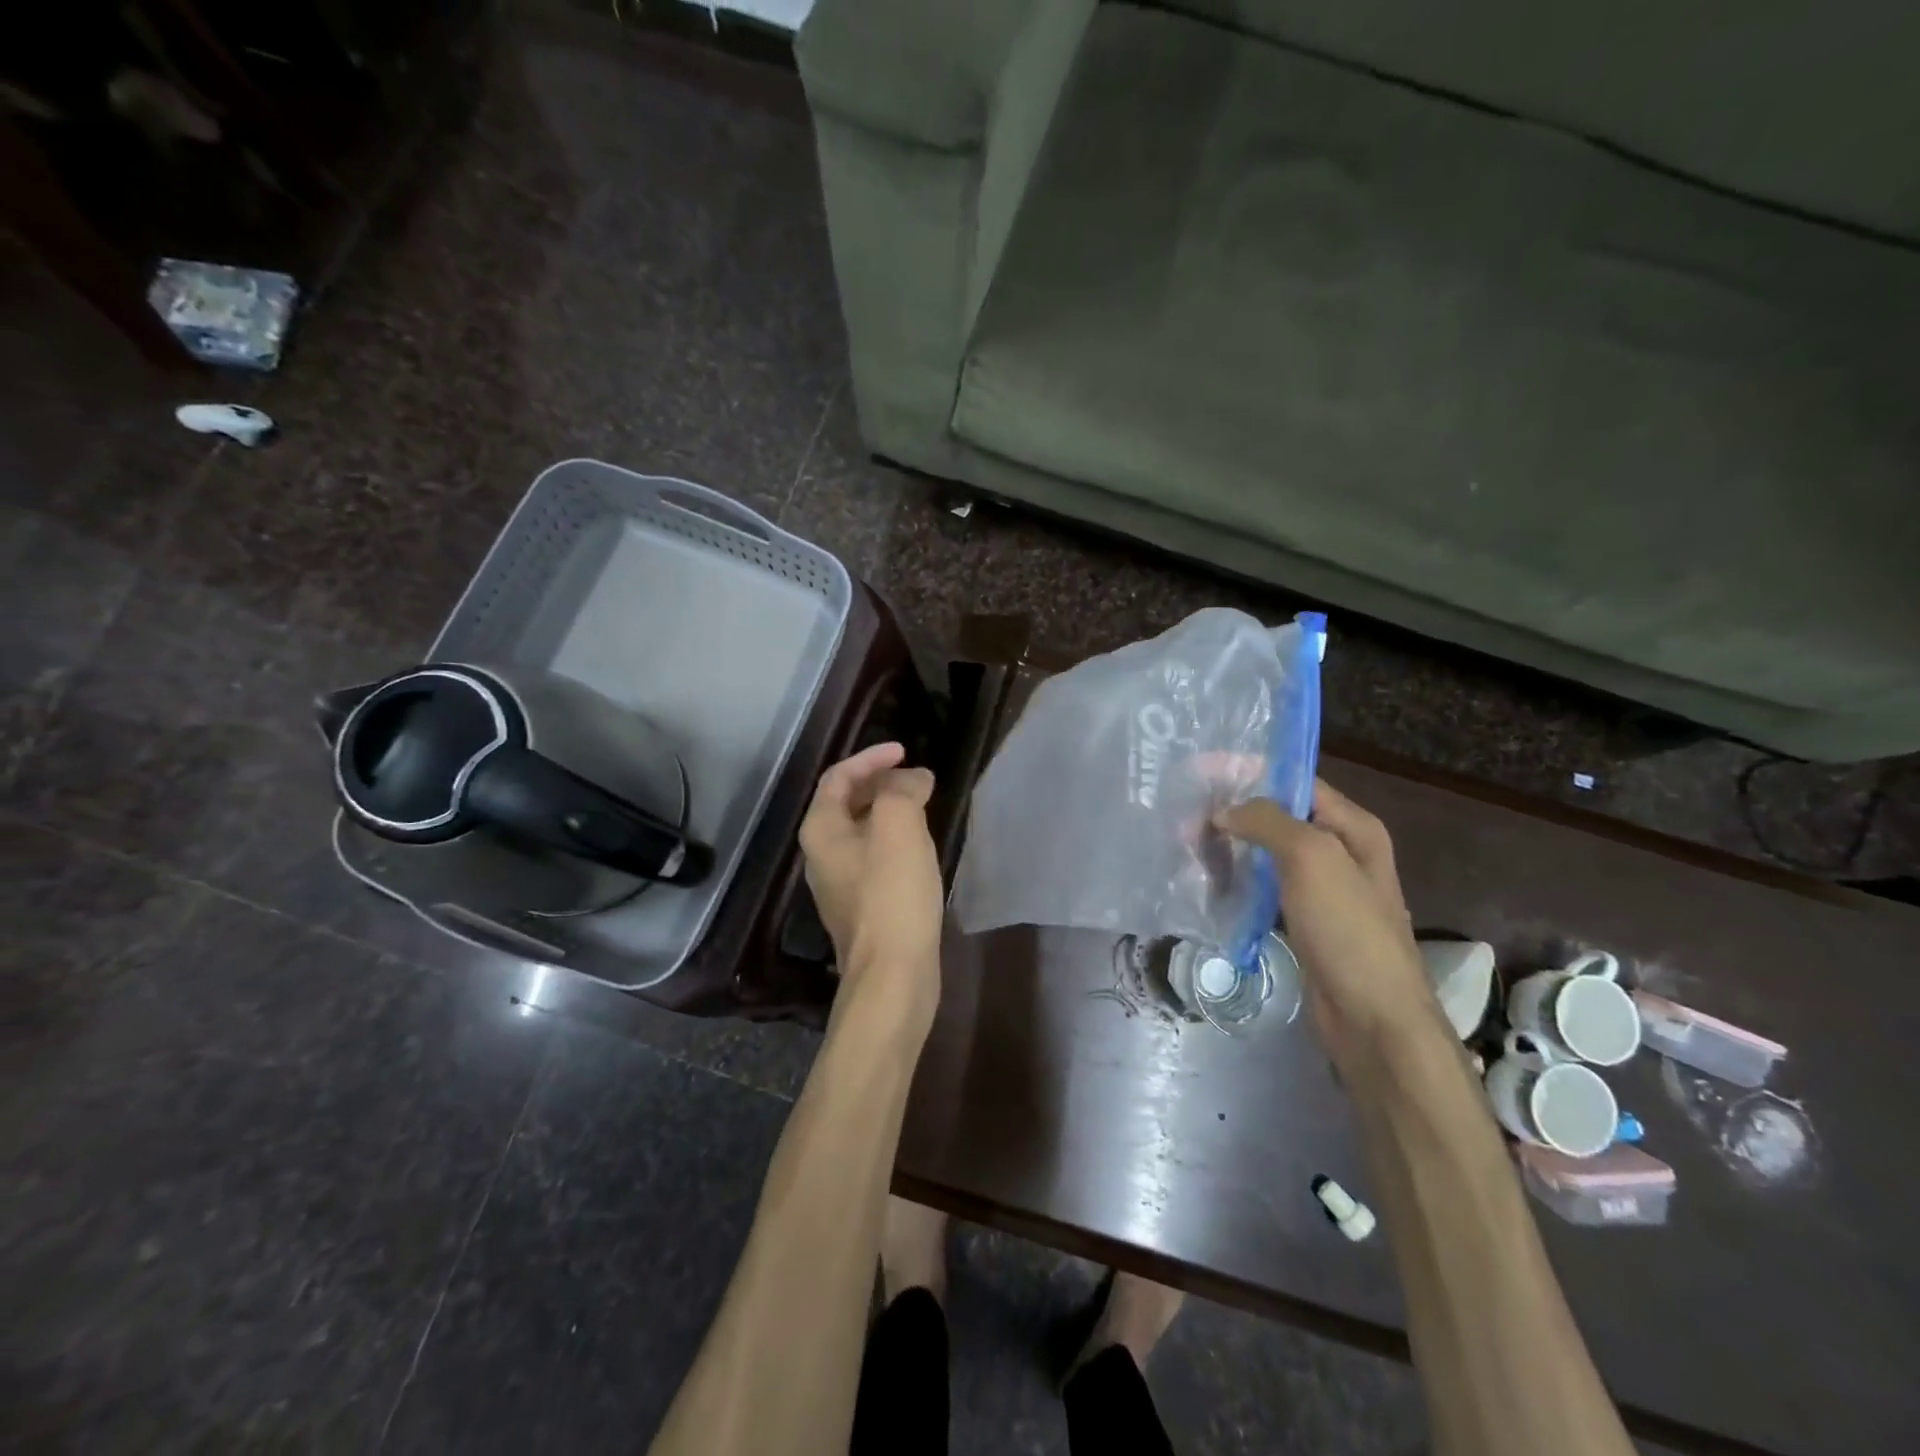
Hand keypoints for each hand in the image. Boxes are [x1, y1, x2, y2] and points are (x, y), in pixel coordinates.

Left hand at [799, 742, 943, 1020]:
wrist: (893, 975)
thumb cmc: (892, 894)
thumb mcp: (898, 826)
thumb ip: (902, 789)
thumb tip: (913, 779)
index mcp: (822, 830)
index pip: (838, 777)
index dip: (871, 757)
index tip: (906, 751)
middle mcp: (822, 855)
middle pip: (847, 803)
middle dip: (881, 783)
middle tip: (916, 778)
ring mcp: (841, 885)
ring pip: (864, 832)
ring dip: (891, 811)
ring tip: (923, 805)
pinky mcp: (863, 908)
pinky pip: (876, 858)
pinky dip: (896, 840)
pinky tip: (921, 848)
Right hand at [1215, 779, 1446, 1068]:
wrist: (1372, 1019)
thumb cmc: (1348, 929)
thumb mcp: (1312, 858)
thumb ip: (1268, 821)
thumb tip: (1225, 811)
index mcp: (1352, 827)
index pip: (1295, 781)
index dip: (1248, 772)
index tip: (1200, 772)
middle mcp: (1340, 851)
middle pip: (1278, 816)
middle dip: (1232, 812)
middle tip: (1184, 817)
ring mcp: (1322, 889)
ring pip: (1266, 854)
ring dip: (1231, 847)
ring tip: (1186, 846)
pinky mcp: (1304, 921)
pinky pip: (1264, 888)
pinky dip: (1237, 881)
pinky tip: (1206, 882)